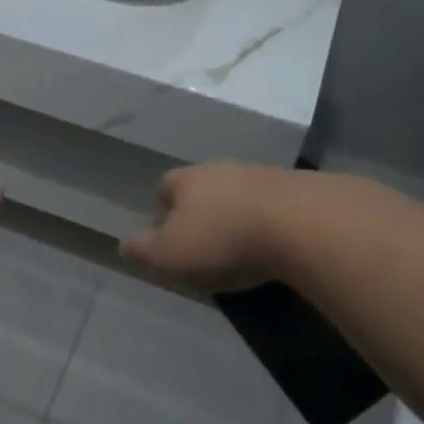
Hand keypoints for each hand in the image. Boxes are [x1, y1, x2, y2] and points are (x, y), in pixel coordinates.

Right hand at [120, 163, 298, 292]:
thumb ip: (143, 249)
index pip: (165, 186)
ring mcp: (260, 174)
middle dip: (201, 209)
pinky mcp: (297, 188)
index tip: (168, 234)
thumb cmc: (222, 240)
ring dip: (236, 212)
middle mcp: (220, 169)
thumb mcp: (169, 254)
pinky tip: (273, 241)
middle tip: (204, 240)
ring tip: (241, 243)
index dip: (163, 210)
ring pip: (238, 192)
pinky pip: (272, 203)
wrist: (300, 223)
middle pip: (203, 186)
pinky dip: (268, 219)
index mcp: (186, 180)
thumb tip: (123, 244)